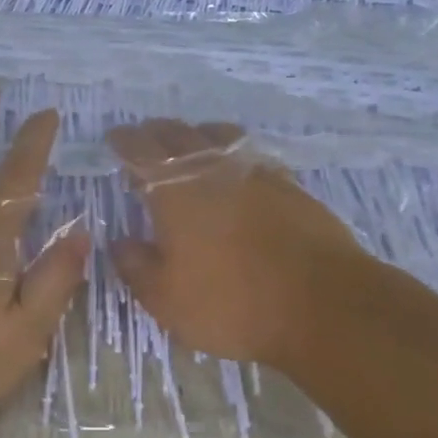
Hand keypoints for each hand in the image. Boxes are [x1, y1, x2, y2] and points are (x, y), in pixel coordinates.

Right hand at [105, 120, 373, 369]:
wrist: (322, 304)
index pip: (141, 151)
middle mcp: (212, 169)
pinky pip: (250, 154)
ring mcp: (255, 172)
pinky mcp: (288, 184)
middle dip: (156, 132)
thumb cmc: (232, 304)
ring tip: (190, 142)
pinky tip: (235, 168)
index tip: (114, 137)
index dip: (124, 140)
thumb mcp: (166, 299)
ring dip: (196, 134)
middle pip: (179, 134)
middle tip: (146, 138)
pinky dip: (232, 152)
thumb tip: (119, 241)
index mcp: (175, 191)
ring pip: (219, 135)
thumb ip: (136, 266)